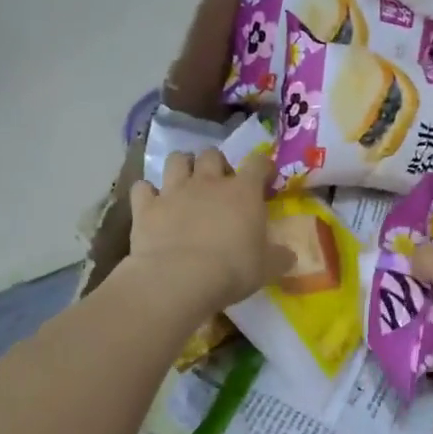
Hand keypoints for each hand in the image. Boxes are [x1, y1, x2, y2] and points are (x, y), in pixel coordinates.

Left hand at [124, 148, 289, 321]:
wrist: (179, 279)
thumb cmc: (232, 270)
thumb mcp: (266, 268)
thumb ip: (279, 257)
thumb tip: (289, 255)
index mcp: (243, 191)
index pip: (258, 163)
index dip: (262, 166)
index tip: (265, 177)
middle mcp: (208, 182)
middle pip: (212, 154)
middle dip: (216, 164)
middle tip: (219, 183)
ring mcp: (174, 190)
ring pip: (176, 159)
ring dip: (182, 166)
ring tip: (184, 181)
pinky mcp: (146, 206)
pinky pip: (142, 188)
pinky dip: (147, 193)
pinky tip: (151, 203)